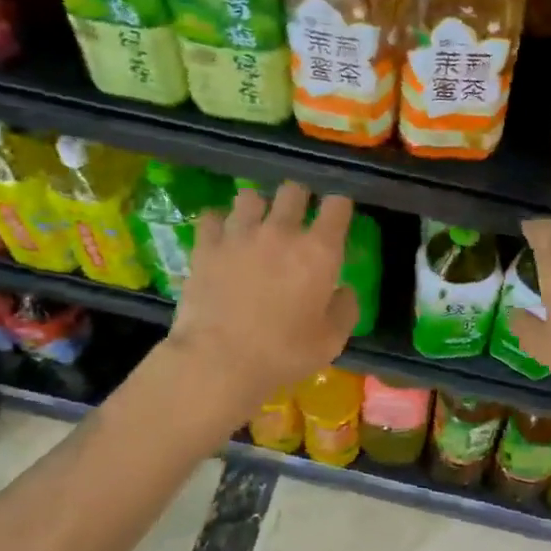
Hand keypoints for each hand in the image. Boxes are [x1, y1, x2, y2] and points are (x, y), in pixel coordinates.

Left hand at [167, 182, 359, 416]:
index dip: (338, 207)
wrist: (219, 360)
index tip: (336, 216)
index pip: (337, 206)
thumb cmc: (283, 353)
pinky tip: (221, 238)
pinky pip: (212, 217)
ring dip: (257, 207)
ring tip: (255, 225)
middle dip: (298, 199)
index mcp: (318, 252)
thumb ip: (345, 310)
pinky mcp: (206, 246)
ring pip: (250, 196)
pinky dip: (219, 223)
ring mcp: (239, 234)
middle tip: (296, 219)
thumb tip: (344, 291)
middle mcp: (281, 231)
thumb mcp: (331, 341)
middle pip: (293, 190)